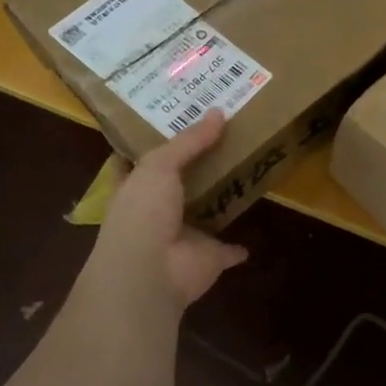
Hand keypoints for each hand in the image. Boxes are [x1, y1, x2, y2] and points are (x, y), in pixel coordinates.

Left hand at [90, 112, 247, 308]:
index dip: (150, 143)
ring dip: (218, 199)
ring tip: (243, 172)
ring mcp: (183, 237)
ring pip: (203, 212)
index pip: (137, 161)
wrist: (150, 273)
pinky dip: (238, 247)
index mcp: (134, 189)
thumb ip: (188, 141)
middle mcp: (155, 212)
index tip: (170, 122)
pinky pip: (228, 248)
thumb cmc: (142, 213)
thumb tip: (218, 112)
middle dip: (193, 166)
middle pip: (176, 184)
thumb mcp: (159, 165)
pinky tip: (251, 234)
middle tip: (223, 138)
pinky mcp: (209, 256)